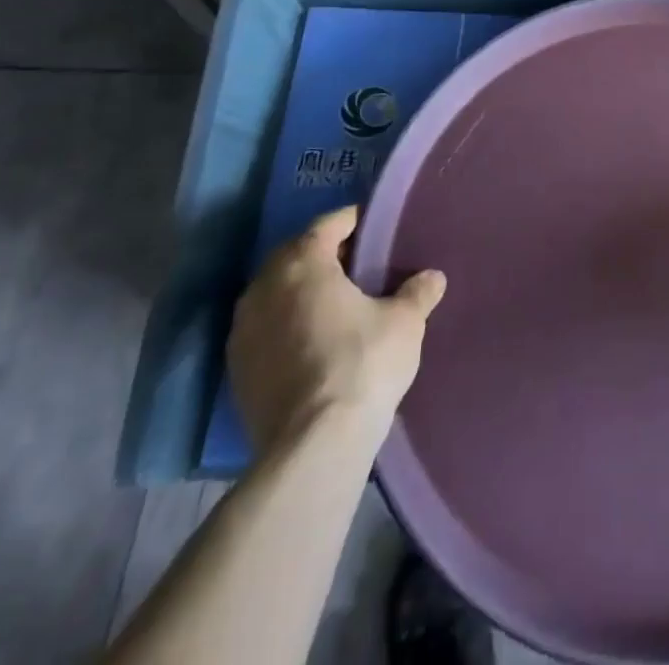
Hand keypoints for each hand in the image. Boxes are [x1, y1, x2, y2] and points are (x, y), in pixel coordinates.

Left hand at [227, 207, 446, 453]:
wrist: (313, 447)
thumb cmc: (362, 364)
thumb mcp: (404, 322)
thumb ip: (418, 292)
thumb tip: (432, 277)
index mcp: (302, 263)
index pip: (327, 225)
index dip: (353, 222)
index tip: (374, 228)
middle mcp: (264, 287)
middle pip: (295, 255)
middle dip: (324, 255)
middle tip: (359, 265)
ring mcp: (243, 330)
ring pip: (275, 292)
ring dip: (301, 291)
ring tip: (336, 304)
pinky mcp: (236, 370)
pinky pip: (265, 328)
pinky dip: (286, 324)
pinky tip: (314, 341)